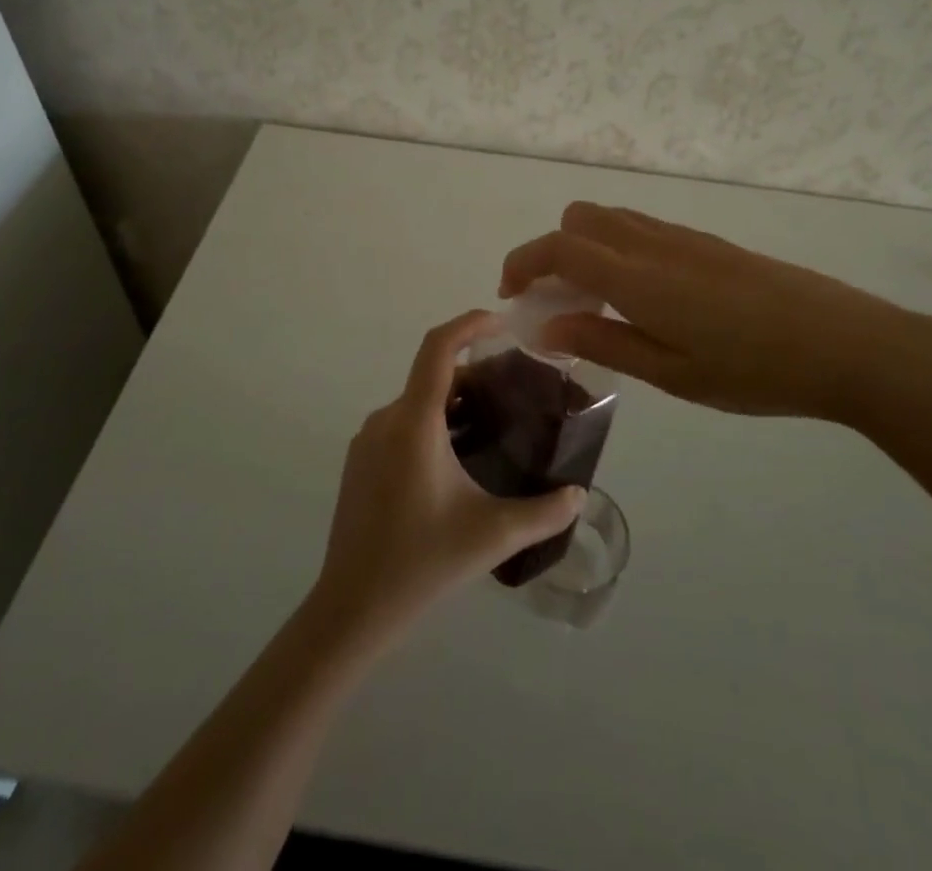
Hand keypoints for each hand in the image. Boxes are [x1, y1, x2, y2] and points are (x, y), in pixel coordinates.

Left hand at [310, 311, 584, 647]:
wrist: (351, 608)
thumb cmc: (421, 563)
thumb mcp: (491, 535)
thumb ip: (543, 512)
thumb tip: (579, 494)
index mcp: (414, 423)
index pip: (438, 347)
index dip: (469, 324)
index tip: (503, 323)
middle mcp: (387, 420)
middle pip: (433, 374)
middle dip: (474, 373)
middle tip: (514, 392)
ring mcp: (368, 441)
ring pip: (417, 401)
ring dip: (454, 401)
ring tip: (493, 425)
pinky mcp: (360, 462)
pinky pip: (402, 423)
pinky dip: (433, 422)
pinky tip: (457, 460)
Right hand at [500, 202, 931, 423]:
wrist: (845, 343)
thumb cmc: (754, 370)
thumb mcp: (673, 373)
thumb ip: (605, 343)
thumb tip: (547, 329)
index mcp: (637, 276)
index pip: (559, 246)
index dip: (523, 263)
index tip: (511, 295)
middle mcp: (652, 242)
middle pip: (579, 218)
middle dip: (552, 252)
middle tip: (559, 304)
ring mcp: (683, 237)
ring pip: (612, 219)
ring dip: (586, 249)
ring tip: (597, 305)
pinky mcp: (707, 243)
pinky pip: (642, 229)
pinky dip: (618, 250)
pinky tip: (642, 298)